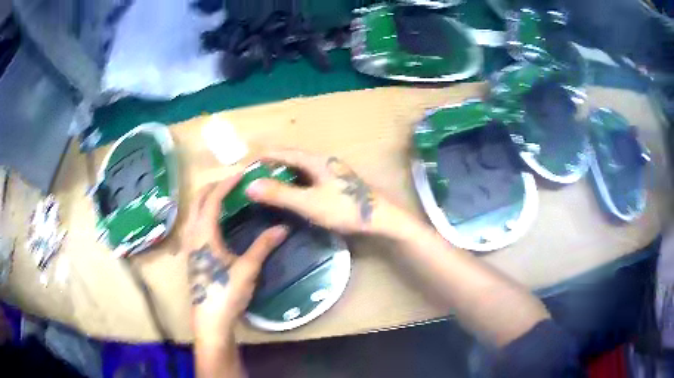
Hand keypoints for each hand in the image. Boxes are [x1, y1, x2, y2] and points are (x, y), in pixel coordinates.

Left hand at [182, 171, 287, 343]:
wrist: (210, 320)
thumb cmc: (227, 293)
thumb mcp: (247, 269)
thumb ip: (263, 246)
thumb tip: (283, 228)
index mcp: (204, 234)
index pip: (212, 199)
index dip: (226, 184)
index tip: (241, 175)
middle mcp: (192, 235)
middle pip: (198, 201)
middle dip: (213, 187)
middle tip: (233, 183)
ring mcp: (189, 245)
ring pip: (193, 212)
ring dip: (206, 199)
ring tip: (225, 198)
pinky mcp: (190, 255)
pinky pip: (193, 223)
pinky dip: (203, 213)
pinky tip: (215, 222)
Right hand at [245, 150, 384, 233]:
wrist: (380, 218)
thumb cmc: (345, 208)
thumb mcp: (309, 203)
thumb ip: (280, 194)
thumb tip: (249, 185)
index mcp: (314, 159)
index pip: (279, 152)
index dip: (259, 159)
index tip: (242, 170)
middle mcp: (320, 160)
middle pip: (287, 158)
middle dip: (267, 166)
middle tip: (249, 180)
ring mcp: (327, 171)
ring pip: (296, 168)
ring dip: (279, 175)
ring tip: (262, 187)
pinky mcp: (332, 182)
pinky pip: (304, 178)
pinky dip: (290, 183)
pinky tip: (286, 194)